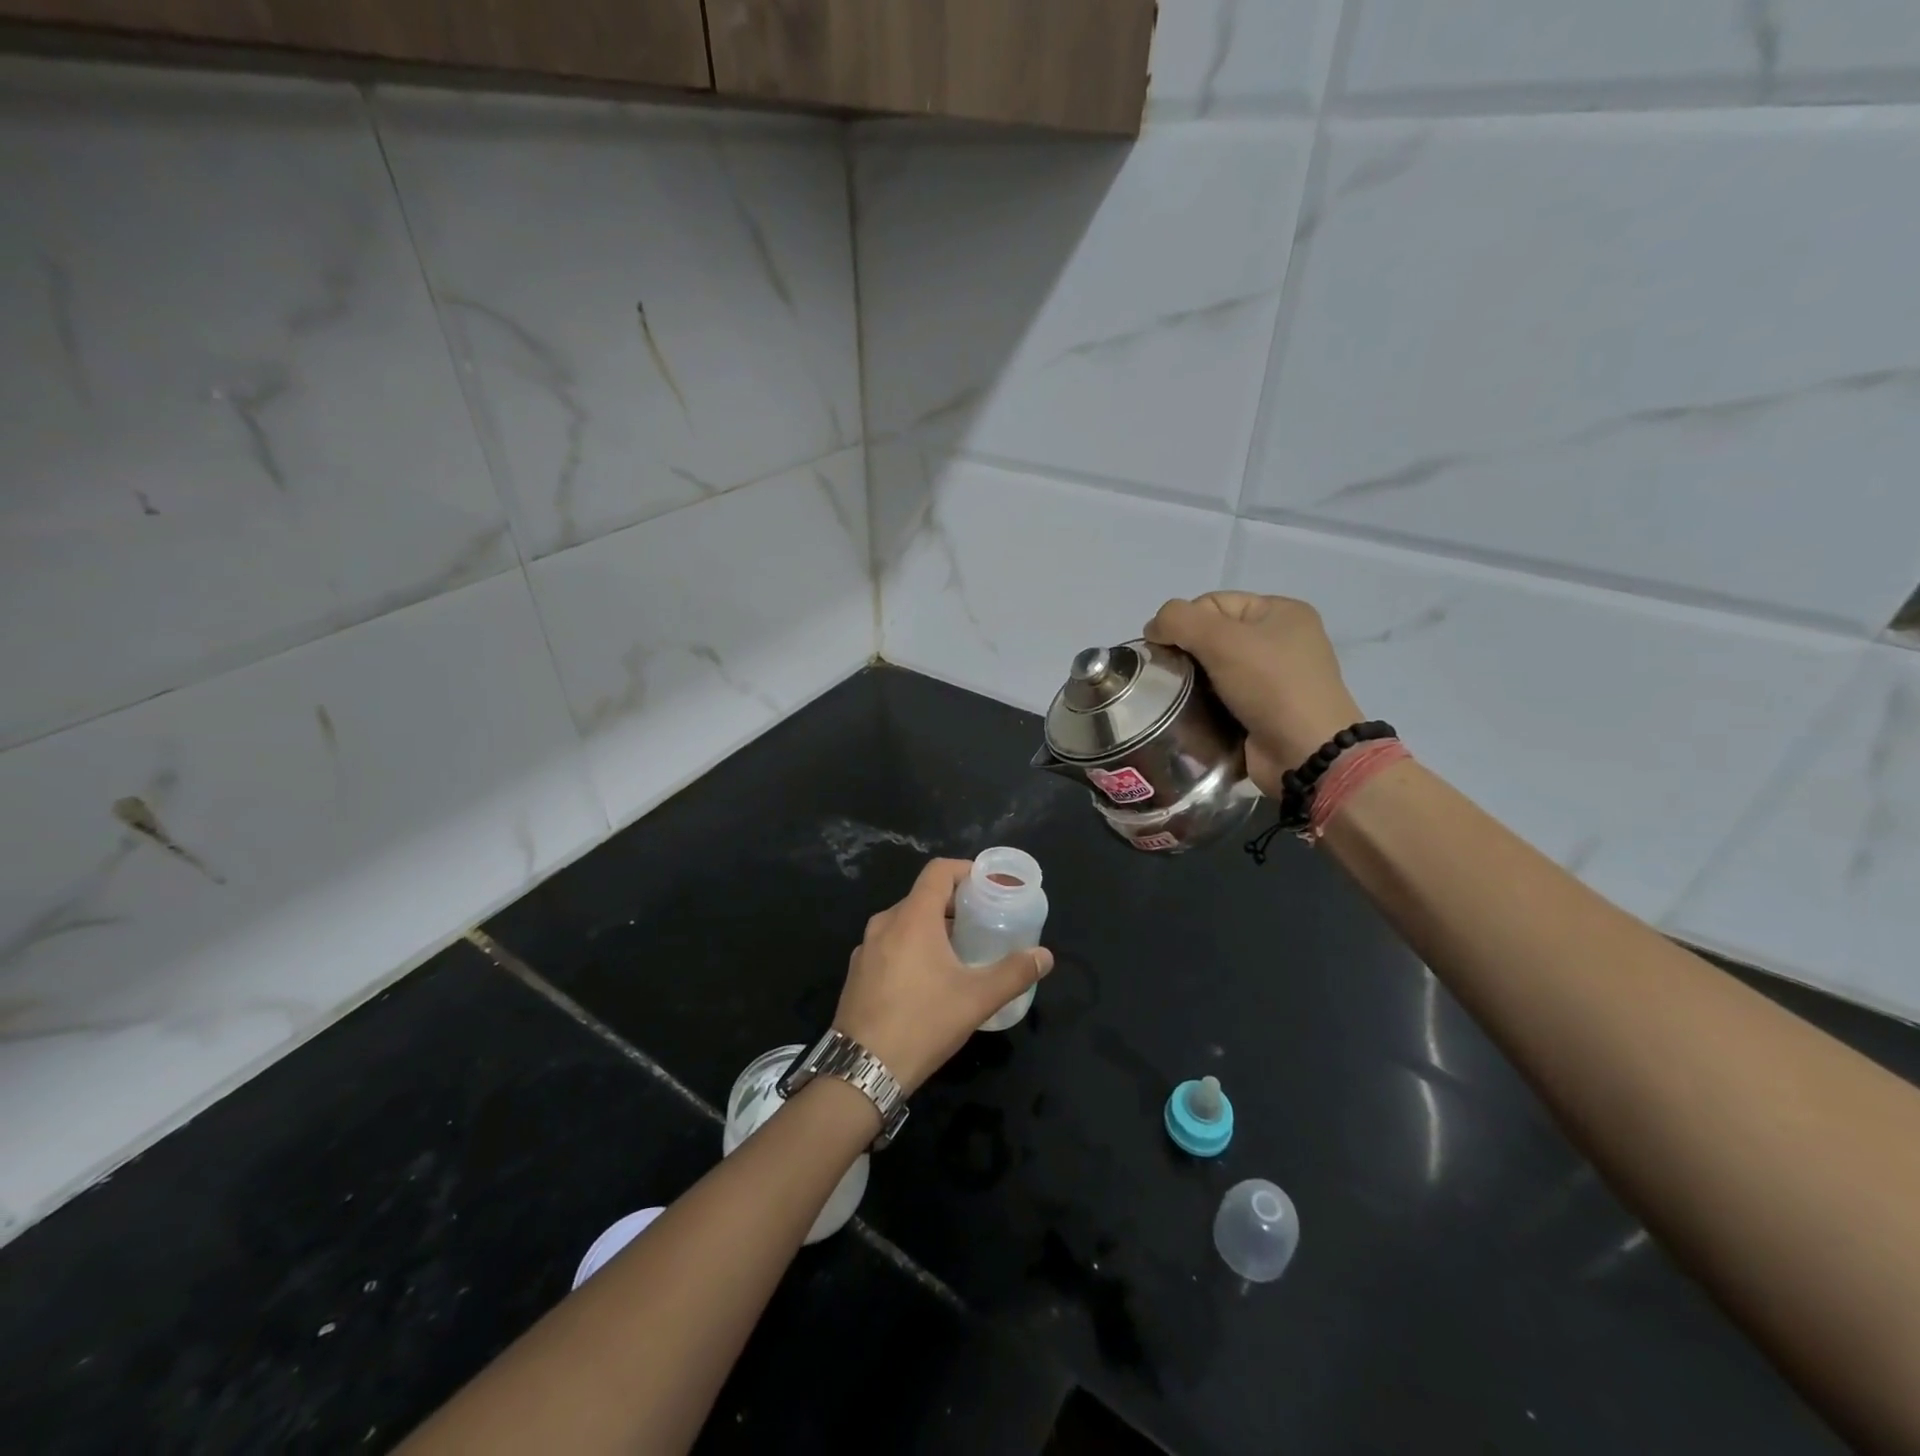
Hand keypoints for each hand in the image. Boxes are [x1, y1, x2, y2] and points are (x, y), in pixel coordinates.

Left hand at [834, 859, 1053, 1093]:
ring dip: (933, 927)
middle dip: (955, 904)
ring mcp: (865, 948)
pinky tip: (927, 979)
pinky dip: (912, 947)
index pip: (938, 871)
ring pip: (905, 922)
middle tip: (983, 923)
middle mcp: (884, 923)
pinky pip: (890, 944)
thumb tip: (1044, 956)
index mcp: (912, 917)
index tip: (989, 887)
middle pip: (923, 896)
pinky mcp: (857, 972)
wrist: (861, 1070)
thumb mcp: (977, 999)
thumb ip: (1014, 973)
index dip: (965, 870)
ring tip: (960, 951)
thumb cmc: (922, 1023)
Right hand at [1145, 592, 1364, 797]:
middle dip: (1185, 652)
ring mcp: (1274, 678)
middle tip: (1167, 676)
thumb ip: (1178, 620)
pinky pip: (1221, 698)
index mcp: (1280, 612)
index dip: (1183, 622)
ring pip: (1214, 669)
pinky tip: (1190, 714)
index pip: (1213, 603)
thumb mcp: (1221, 640)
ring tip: (1174, 697)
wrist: (1305, 753)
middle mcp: (1280, 640)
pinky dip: (1203, 704)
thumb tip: (1153, 629)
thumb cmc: (1270, 686)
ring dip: (1191, 682)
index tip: (1163, 650)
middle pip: (1212, 635)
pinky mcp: (1263, 711)